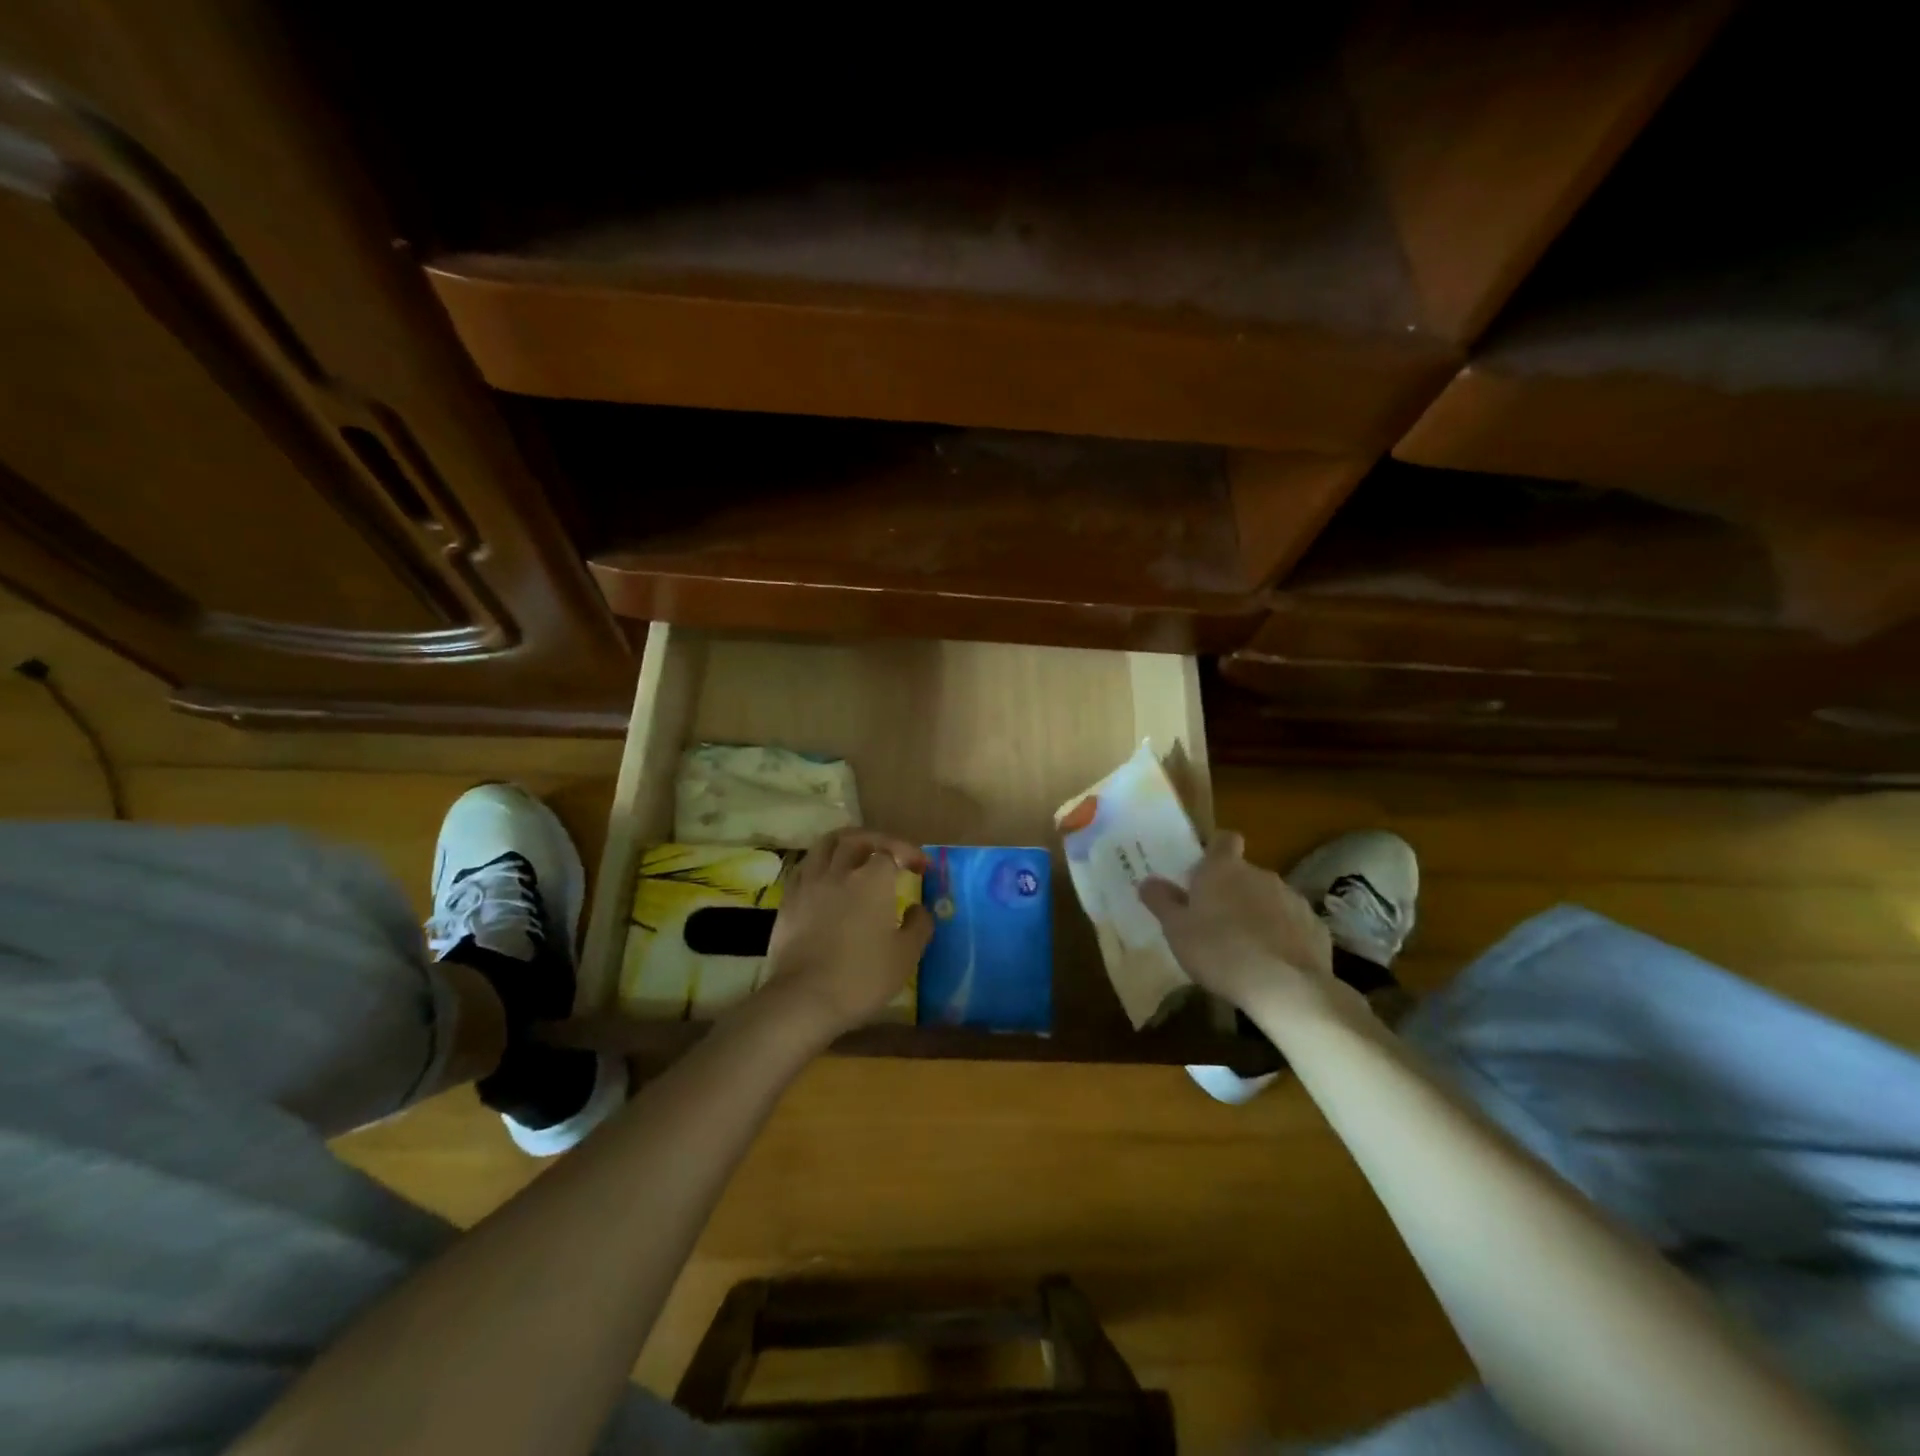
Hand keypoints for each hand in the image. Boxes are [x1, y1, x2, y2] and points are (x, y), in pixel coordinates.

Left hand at [761, 829, 932, 1040]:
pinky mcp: (788, 900)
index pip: (891, 852)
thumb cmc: (862, 977)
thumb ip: (918, 926)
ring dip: (845, 843)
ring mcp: (809, 883)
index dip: (908, 855)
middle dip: (877, 840)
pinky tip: (827, 878)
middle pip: (856, 838)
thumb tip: (917, 909)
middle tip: (889, 852)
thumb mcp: (906, 956)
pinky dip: (820, 863)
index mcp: (872, 880)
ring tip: (856, 854)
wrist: (805, 999)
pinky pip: (805, 867)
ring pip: (825, 845)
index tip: (920, 868)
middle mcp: (839, 872)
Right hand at [1139, 831, 1339, 1017]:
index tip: (1203, 873)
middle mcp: (1260, 875)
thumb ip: (1161, 902)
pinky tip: (1272, 963)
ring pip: (1269, 898)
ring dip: (1257, 913)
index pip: (1223, 840)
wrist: (1286, 988)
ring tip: (1244, 947)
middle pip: (1243, 873)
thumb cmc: (1219, 951)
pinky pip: (1292, 924)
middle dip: (1231, 891)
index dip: (1214, 851)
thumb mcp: (1176, 930)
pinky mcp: (1316, 926)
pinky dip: (1282, 935)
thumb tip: (1148, 881)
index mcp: (1223, 869)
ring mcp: (1292, 899)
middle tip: (1214, 922)